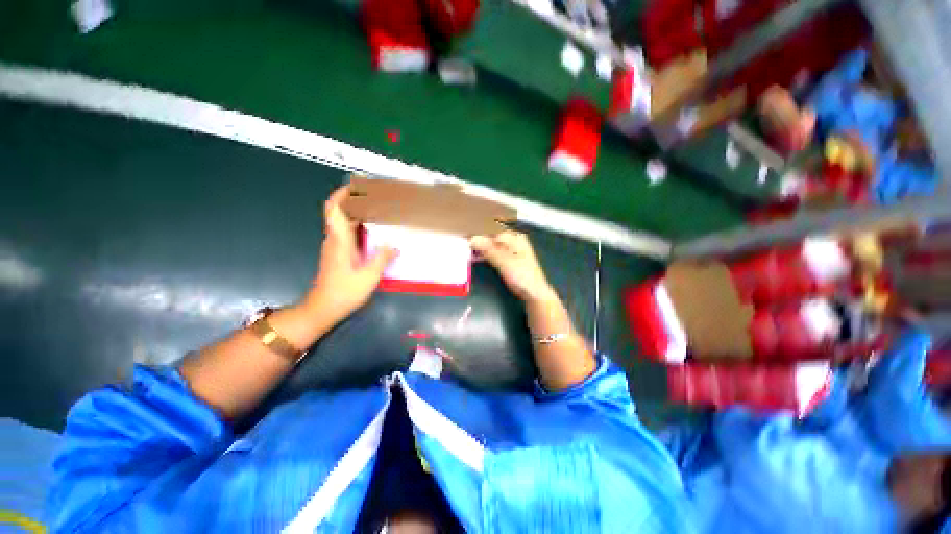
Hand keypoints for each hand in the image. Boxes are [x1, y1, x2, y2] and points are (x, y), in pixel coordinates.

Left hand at [305, 186, 396, 322]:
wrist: (323, 307)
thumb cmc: (344, 291)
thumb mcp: (368, 276)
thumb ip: (382, 258)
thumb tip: (394, 245)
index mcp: (339, 240)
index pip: (334, 209)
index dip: (342, 194)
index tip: (357, 185)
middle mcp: (334, 239)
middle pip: (339, 211)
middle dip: (354, 200)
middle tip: (375, 196)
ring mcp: (334, 246)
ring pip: (343, 222)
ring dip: (357, 212)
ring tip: (378, 210)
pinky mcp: (337, 254)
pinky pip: (347, 232)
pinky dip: (358, 225)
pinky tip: (373, 231)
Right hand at [470, 231, 557, 303]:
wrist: (533, 293)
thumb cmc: (522, 275)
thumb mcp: (504, 261)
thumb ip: (488, 249)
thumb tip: (472, 238)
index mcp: (514, 236)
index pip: (493, 227)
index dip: (479, 227)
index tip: (464, 228)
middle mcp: (511, 240)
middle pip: (491, 234)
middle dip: (477, 235)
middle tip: (461, 236)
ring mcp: (508, 250)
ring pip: (490, 243)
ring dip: (479, 245)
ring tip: (463, 244)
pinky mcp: (505, 260)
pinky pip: (491, 253)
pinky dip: (483, 253)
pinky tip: (473, 255)